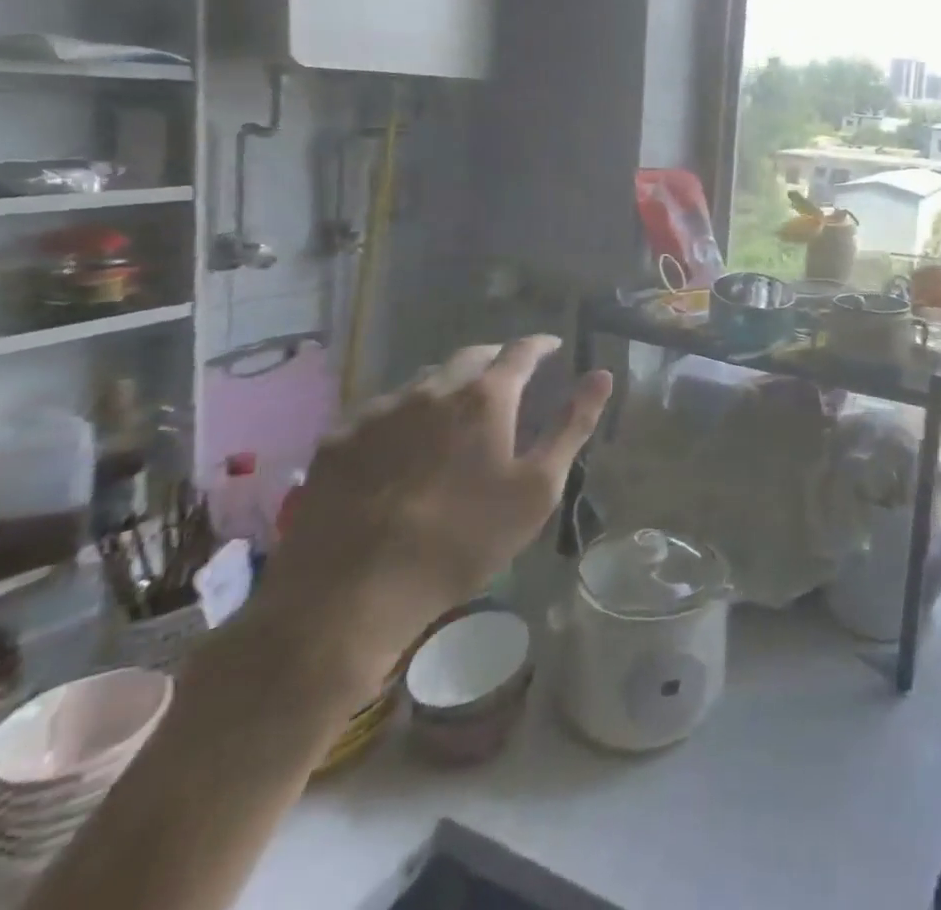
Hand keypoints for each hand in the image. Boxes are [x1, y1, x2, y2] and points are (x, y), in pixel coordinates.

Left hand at [251, 336, 611, 697]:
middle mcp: (431, 389)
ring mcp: (379, 411)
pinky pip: (380, 410)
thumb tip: (602, 375)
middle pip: (470, 356)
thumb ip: (572, 426)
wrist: (351, 596)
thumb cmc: (462, 541)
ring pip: (423, 380)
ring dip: (448, 385)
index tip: (553, 347)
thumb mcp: (537, 489)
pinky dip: (403, 414)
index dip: (541, 345)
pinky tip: (401, 445)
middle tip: (509, 379)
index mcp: (485, 397)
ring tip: (456, 410)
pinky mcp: (338, 439)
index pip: (521, 351)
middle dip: (495, 360)